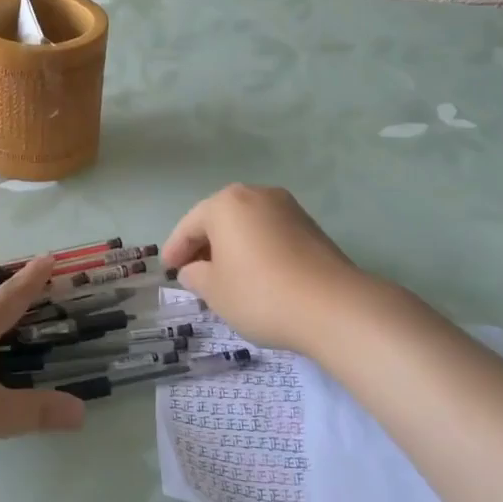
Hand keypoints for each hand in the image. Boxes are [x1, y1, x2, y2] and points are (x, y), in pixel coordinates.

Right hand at [163, 185, 403, 355]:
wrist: (334, 307)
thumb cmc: (261, 294)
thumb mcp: (215, 291)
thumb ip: (196, 276)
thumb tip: (194, 270)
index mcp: (226, 203)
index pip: (189, 225)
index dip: (175, 249)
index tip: (168, 270)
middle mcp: (257, 194)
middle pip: (219, 219)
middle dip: (204, 245)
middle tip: (192, 272)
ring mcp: (288, 208)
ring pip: (247, 225)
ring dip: (231, 246)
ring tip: (224, 276)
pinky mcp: (311, 227)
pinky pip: (270, 234)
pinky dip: (256, 249)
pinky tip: (255, 275)